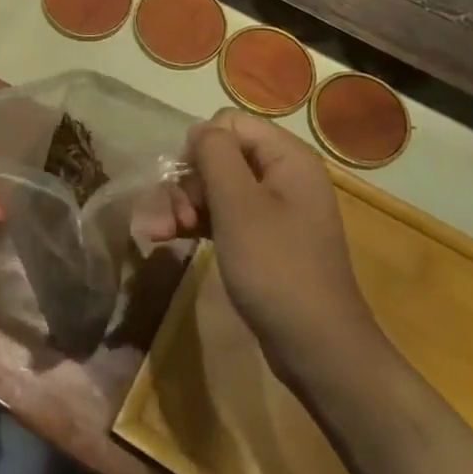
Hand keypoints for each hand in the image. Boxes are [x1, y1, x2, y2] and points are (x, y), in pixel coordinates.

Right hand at [186, 110, 381, 385]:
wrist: (317, 349)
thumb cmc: (276, 268)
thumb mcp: (239, 205)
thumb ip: (215, 155)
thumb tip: (198, 130)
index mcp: (287, 157)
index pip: (230, 123)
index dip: (201, 146)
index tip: (186, 181)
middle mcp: (282, 175)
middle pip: (220, 156)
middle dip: (188, 183)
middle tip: (172, 217)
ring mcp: (273, 210)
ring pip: (215, 188)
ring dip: (182, 205)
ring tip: (156, 233)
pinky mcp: (262, 239)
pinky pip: (222, 216)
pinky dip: (195, 224)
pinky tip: (164, 238)